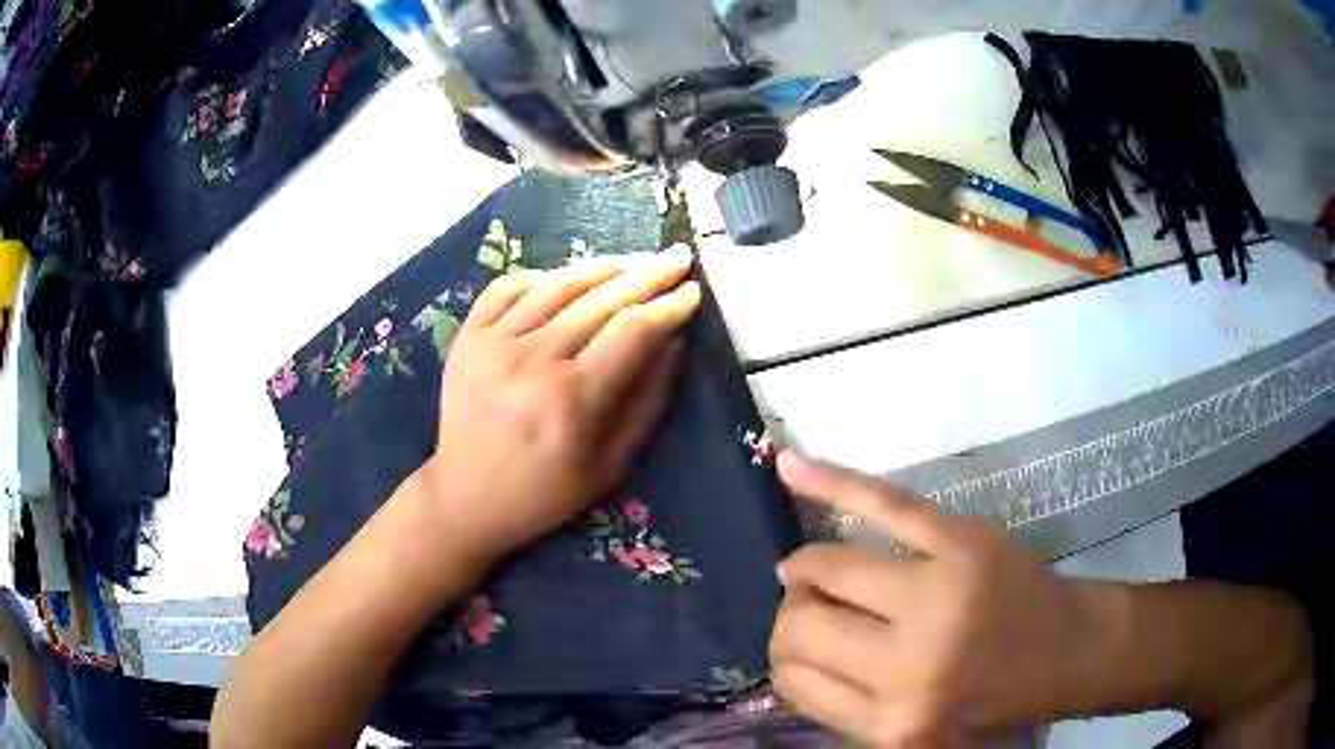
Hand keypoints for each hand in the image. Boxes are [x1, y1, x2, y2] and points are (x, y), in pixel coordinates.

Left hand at [418, 247, 700, 571]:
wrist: (465, 497)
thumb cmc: (545, 491)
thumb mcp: (612, 464)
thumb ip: (648, 402)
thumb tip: (674, 342)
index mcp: (572, 400)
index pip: (632, 330)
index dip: (668, 306)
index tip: (693, 291)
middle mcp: (532, 361)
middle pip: (600, 299)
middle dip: (648, 274)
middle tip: (678, 257)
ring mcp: (492, 343)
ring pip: (557, 285)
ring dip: (603, 267)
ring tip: (635, 260)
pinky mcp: (467, 337)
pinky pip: (507, 287)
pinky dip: (543, 276)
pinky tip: (569, 277)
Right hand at [769, 452, 1097, 744]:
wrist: (1068, 651)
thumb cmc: (991, 701)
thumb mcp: (913, 735)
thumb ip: (847, 709)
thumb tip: (790, 658)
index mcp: (892, 723)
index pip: (794, 682)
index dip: (787, 660)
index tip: (802, 649)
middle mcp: (908, 666)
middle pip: (799, 627)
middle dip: (792, 615)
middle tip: (812, 610)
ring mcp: (936, 593)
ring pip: (826, 567)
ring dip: (805, 568)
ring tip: (811, 569)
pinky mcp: (959, 540)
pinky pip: (881, 502)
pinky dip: (830, 481)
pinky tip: (788, 467)